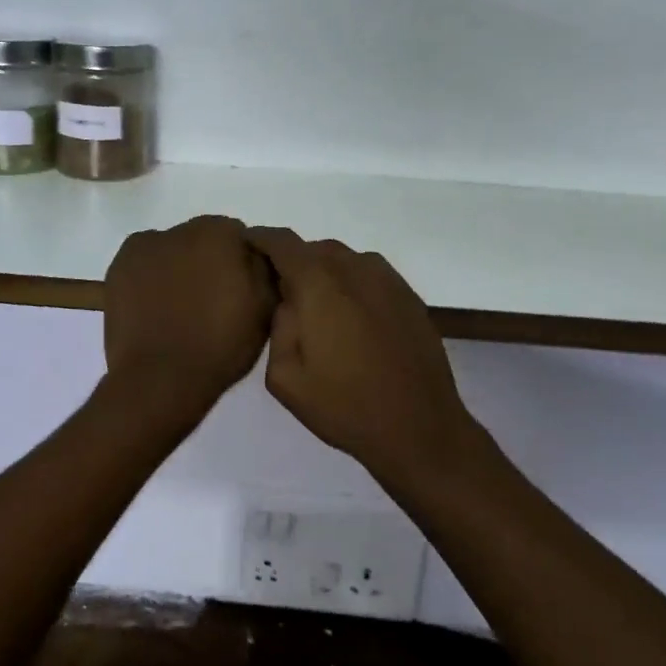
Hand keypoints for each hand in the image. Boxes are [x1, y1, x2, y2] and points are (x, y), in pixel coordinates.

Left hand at [104, 215, 276, 404]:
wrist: (160, 379)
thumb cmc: (220, 345)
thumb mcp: (265, 308)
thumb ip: (265, 268)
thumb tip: (255, 252)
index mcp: (219, 233)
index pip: (238, 237)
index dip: (241, 264)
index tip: (239, 292)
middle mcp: (180, 229)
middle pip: (202, 239)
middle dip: (208, 262)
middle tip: (210, 302)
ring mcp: (144, 246)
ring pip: (171, 250)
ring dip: (178, 267)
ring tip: (179, 309)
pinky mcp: (118, 267)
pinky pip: (143, 264)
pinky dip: (150, 276)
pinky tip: (155, 306)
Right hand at [247, 228, 485, 483]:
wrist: (419, 427)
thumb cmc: (345, 406)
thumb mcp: (285, 377)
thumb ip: (278, 325)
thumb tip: (287, 300)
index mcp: (319, 283)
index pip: (281, 242)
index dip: (260, 238)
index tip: (246, 245)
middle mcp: (354, 268)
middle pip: (314, 249)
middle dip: (294, 263)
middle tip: (283, 294)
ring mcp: (386, 279)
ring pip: (344, 260)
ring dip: (326, 274)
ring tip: (319, 310)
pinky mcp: (408, 294)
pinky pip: (369, 274)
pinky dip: (352, 284)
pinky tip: (352, 319)